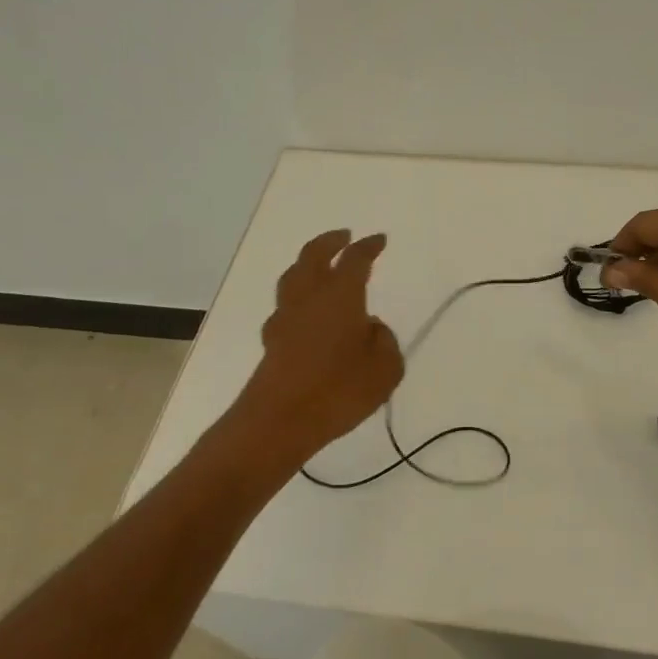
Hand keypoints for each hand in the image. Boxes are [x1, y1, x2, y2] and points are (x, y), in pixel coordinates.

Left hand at [238, 229, 404, 456]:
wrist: (279, 421)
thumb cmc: (339, 390)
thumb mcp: (385, 369)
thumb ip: (384, 341)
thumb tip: (370, 327)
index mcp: (341, 296)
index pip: (355, 260)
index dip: (368, 247)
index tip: (379, 240)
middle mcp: (310, 298)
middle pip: (313, 256)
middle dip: (330, 242)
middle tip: (343, 236)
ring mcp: (286, 318)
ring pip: (293, 277)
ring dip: (307, 265)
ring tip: (320, 266)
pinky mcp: (272, 340)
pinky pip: (285, 307)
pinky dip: (298, 299)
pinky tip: (306, 312)